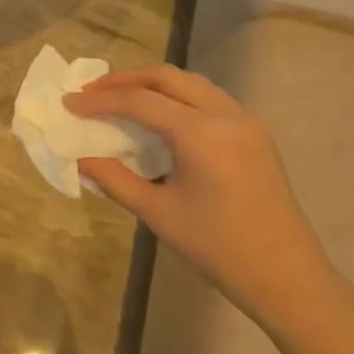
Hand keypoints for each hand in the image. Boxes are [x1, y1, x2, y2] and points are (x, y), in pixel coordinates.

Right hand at [65, 65, 334, 323]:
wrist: (285, 275)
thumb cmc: (216, 247)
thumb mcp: (157, 213)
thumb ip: (115, 179)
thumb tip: (81, 158)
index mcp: (201, 133)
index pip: (140, 101)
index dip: (99, 101)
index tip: (68, 103)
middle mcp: (226, 115)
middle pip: (167, 78)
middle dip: (125, 80)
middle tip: (91, 93)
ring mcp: (246, 122)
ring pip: (191, 84)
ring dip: (153, 85)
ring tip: (120, 99)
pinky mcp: (255, 135)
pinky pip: (209, 100)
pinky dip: (177, 98)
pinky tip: (159, 118)